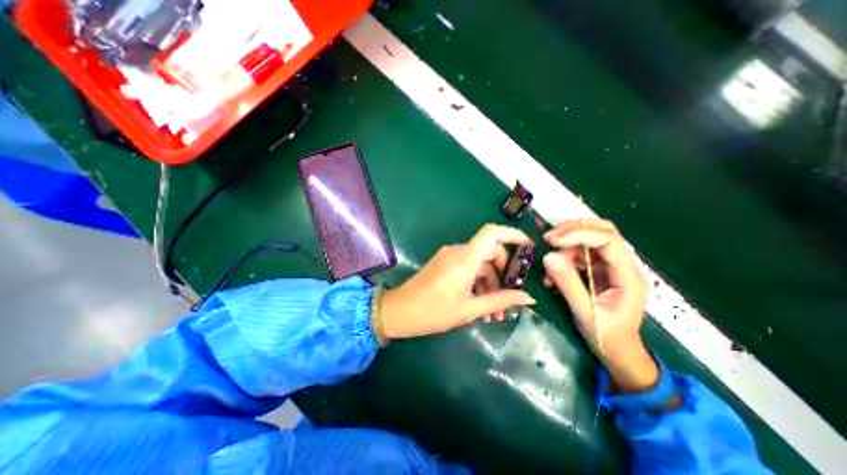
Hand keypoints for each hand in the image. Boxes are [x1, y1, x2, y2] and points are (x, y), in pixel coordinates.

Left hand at [380, 224, 534, 338]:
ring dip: (490, 285)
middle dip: (503, 275)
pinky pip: (468, 269)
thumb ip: (500, 301)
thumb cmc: (432, 312)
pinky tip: (481, 306)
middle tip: (509, 300)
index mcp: (465, 259)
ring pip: (479, 265)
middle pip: (490, 253)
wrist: (398, 312)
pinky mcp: (444, 264)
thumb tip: (529, 298)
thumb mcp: (469, 309)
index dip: (512, 234)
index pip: (492, 233)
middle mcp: (458, 252)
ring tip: (494, 313)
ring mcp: (450, 257)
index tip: (528, 246)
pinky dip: (477, 283)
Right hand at [543, 218, 654, 392]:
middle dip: (573, 231)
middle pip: (602, 231)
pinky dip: (563, 260)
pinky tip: (552, 277)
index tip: (553, 241)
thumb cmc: (607, 336)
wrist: (618, 352)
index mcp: (627, 275)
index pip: (608, 240)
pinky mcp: (598, 271)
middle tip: (549, 239)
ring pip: (587, 242)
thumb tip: (548, 256)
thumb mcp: (585, 312)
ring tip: (549, 270)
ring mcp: (610, 267)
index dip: (579, 234)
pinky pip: (579, 255)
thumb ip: (568, 283)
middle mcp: (621, 265)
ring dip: (564, 250)